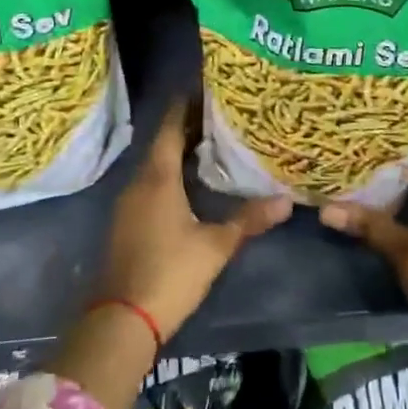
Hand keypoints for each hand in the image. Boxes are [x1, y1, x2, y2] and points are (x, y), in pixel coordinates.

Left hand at [94, 97, 291, 342]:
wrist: (121, 321)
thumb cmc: (170, 273)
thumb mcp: (215, 246)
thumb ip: (248, 220)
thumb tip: (287, 201)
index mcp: (158, 177)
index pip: (170, 126)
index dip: (186, 104)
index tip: (207, 88)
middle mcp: (138, 182)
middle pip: (163, 143)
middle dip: (188, 127)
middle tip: (221, 115)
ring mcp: (128, 203)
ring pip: (155, 165)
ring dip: (179, 152)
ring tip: (212, 144)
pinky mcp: (126, 222)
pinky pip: (150, 185)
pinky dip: (170, 175)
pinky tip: (191, 184)